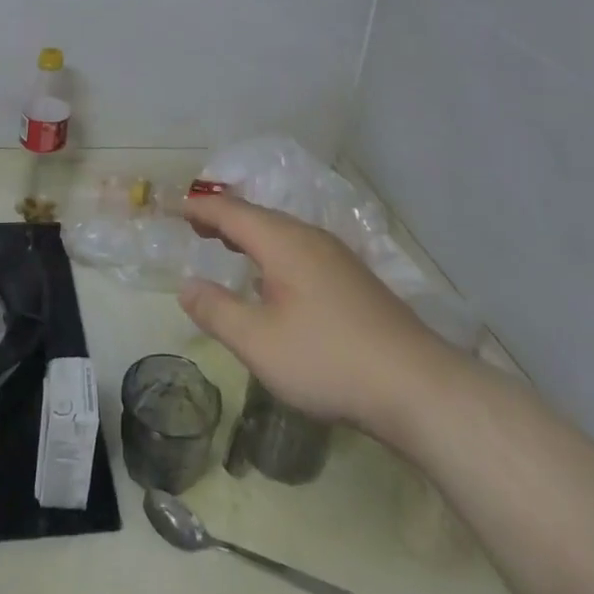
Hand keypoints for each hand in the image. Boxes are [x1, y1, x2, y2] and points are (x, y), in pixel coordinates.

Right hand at [178, 194, 462, 443]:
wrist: (417, 386)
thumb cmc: (327, 359)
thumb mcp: (258, 342)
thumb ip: (216, 311)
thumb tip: (186, 287)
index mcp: (284, 243)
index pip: (232, 213)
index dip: (202, 209)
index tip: (176, 207)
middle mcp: (310, 239)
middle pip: (259, 217)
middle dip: (224, 218)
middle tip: (195, 225)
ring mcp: (337, 258)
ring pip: (283, 233)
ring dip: (250, 235)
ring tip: (228, 245)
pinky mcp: (354, 281)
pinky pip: (301, 250)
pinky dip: (273, 251)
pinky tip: (275, 278)